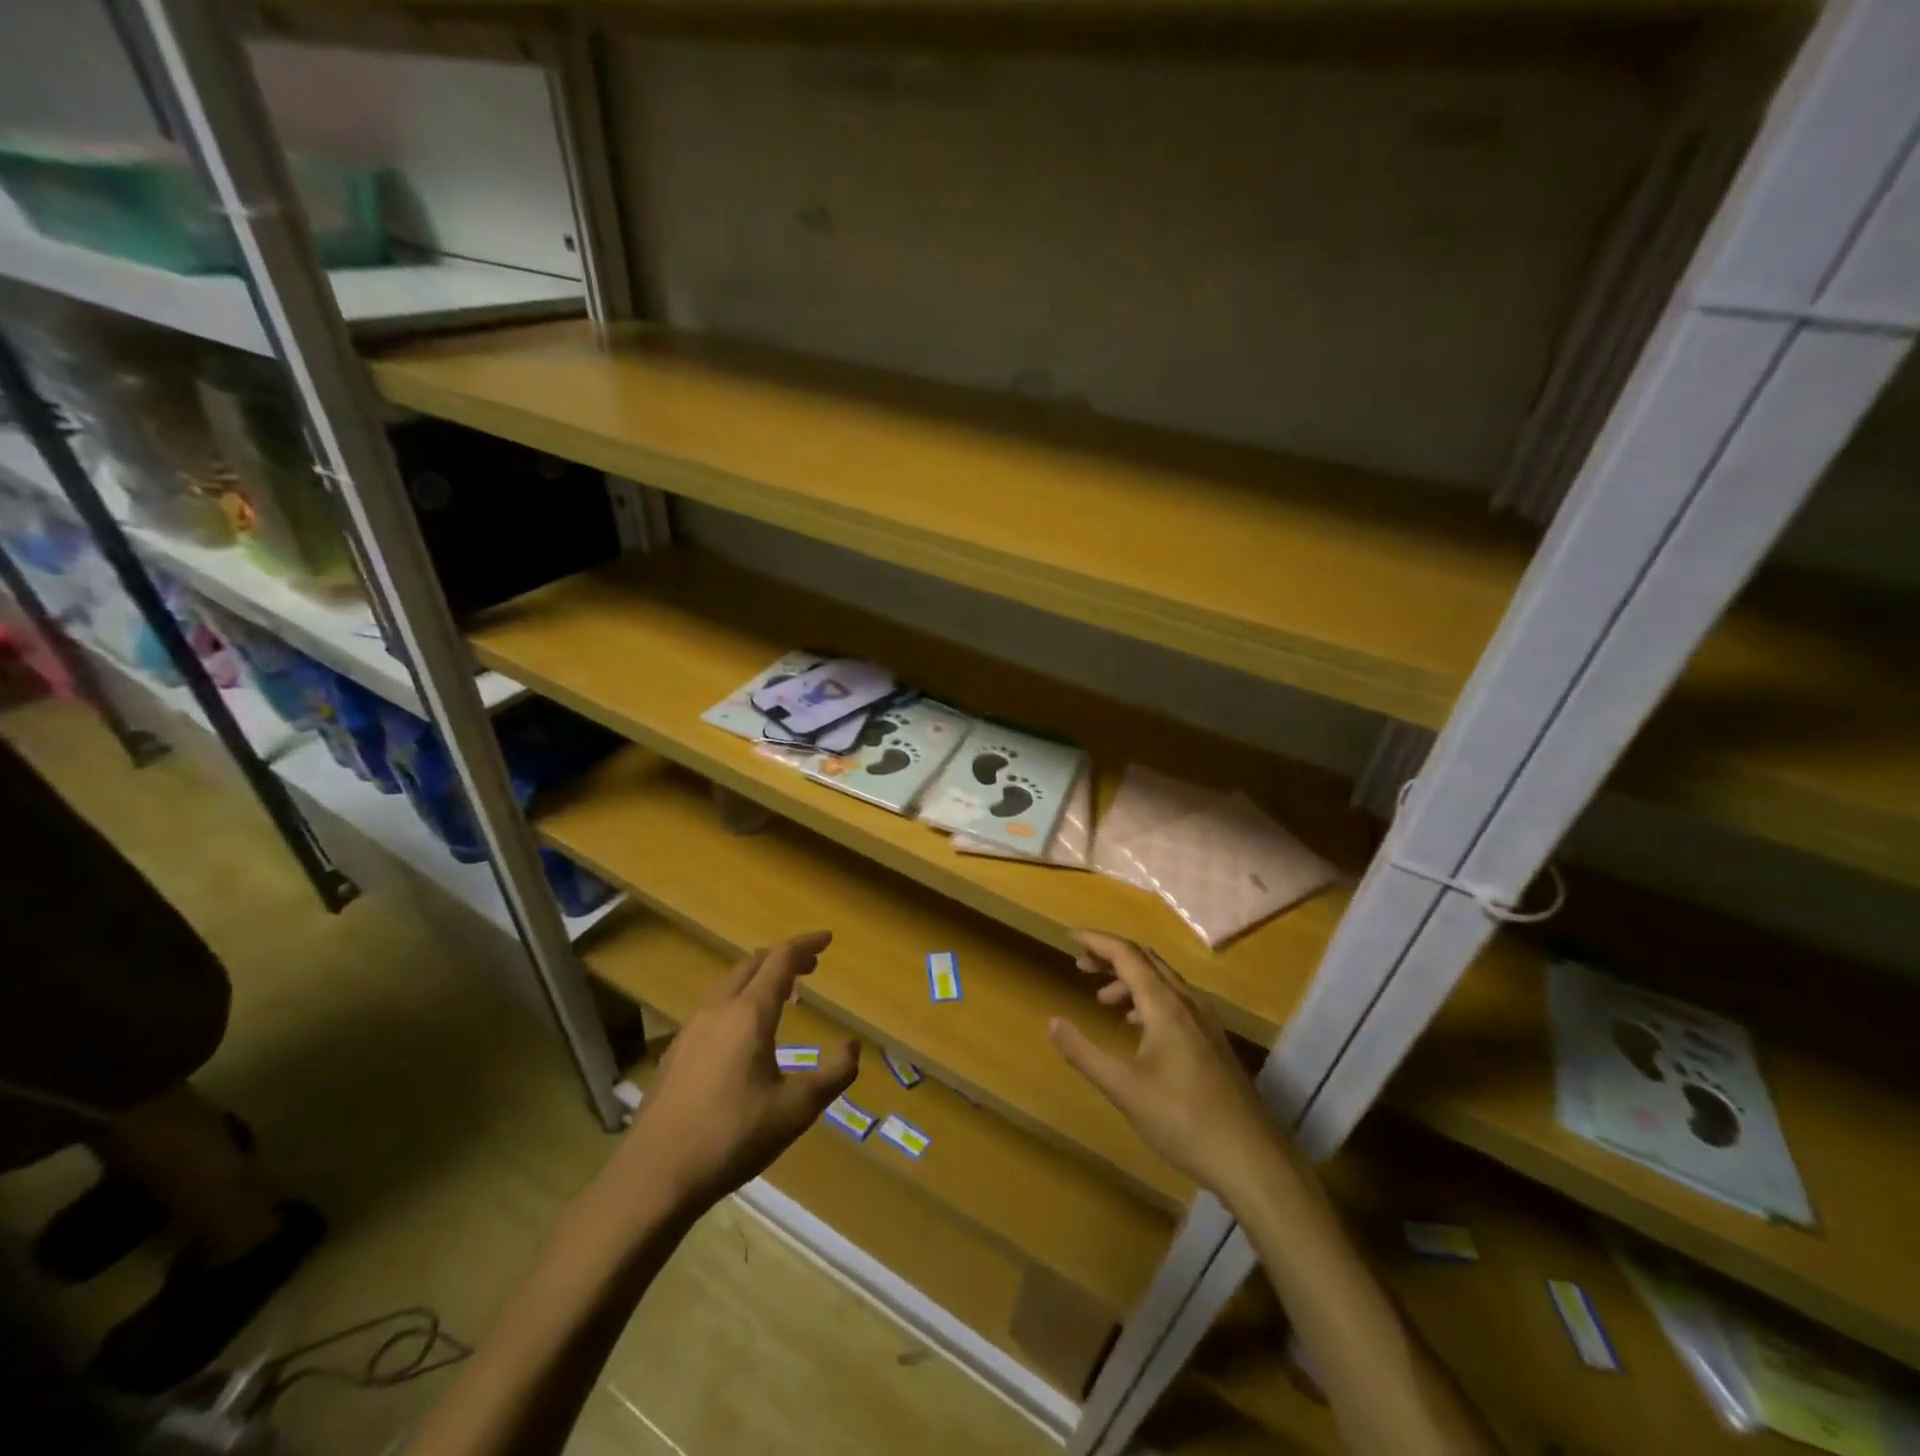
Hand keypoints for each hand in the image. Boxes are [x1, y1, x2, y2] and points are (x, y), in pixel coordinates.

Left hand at [614, 931, 857, 1212]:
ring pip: (728, 984)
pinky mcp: (675, 1052)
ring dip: (758, 978)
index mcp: (749, 1013)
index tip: (827, 938)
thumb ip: (833, 1075)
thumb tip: (852, 1046)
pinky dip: (738, 1000)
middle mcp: (718, 1009)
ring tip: (782, 997)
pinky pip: (713, 1007)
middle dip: (783, 958)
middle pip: (752, 964)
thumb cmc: (732, 1136)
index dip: (806, 945)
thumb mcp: (797, 1110)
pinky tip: (743, 1034)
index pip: (781, 960)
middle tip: (810, 967)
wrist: (654, 1175)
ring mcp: (690, 1029)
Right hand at [1048, 931, 1294, 1202]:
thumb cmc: (1183, 1120)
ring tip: (1102, 999)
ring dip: (1129, 979)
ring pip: (1162, 981)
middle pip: (1146, 960)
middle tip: (1080, 965)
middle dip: (1111, 956)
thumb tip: (1053, 1022)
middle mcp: (1188, 1003)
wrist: (1252, 1160)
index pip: (1127, 954)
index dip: (1097, 941)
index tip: (1069, 937)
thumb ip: (1084, 1053)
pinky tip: (1137, 1026)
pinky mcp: (1213, 1042)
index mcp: (1165, 1006)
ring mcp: (1206, 1022)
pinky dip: (1148, 1000)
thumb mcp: (1123, 1088)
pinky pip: (1175, 1002)